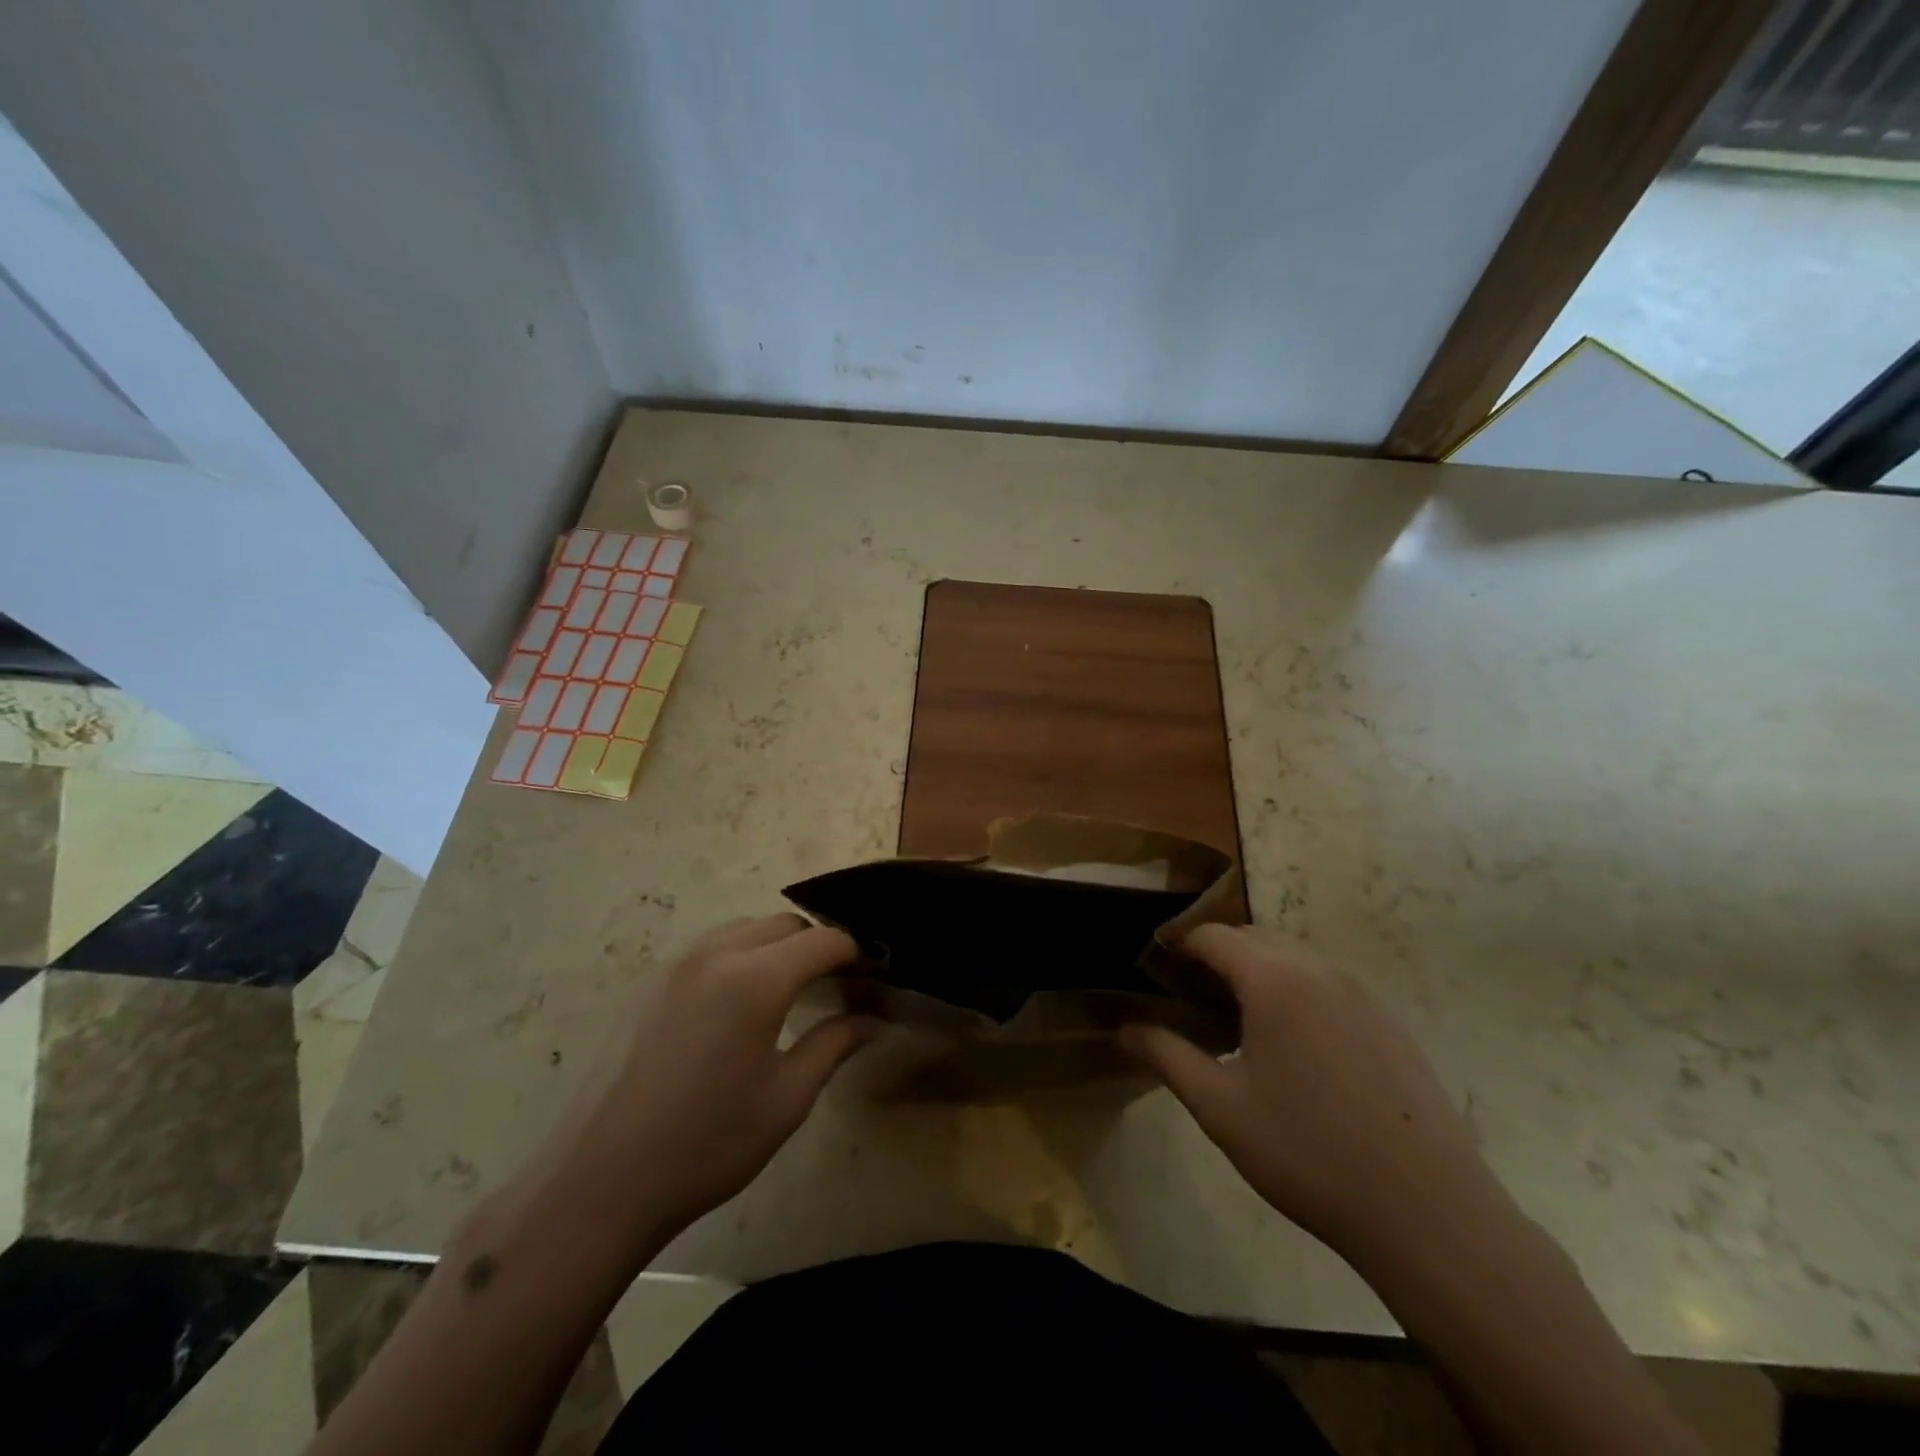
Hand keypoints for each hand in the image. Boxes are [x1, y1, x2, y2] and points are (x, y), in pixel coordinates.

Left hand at [554, 914, 879, 1245]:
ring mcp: (676, 963)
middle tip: (838, 983)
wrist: (599, 1182)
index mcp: (755, 979)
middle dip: (818, 945)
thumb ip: (835, 1044)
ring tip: (792, 988)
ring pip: (745, 929)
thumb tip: (874, 1020)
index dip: (856, 953)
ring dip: (777, 946)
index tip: (875, 975)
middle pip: (784, 925)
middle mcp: (716, 954)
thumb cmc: (706, 1144)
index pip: (823, 941)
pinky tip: (741, 1001)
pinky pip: (710, 947)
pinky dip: (741, 955)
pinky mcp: (650, 981)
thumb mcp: (787, 1099)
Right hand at [1122, 925, 1511, 1273]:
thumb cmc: (1308, 1153)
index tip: (1155, 975)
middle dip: (1215, 957)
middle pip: (1252, 937)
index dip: (1177, 947)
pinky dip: (1295, 992)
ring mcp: (1362, 994)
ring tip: (1238, 1025)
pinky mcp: (1389, 1022)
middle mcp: (1319, 970)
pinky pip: (1327, 984)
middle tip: (1191, 1003)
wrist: (1428, 1213)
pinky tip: (1295, 1050)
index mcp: (1274, 979)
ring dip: (1256, 972)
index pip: (1212, 936)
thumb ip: (1166, 1055)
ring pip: (1293, 958)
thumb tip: (1122, 1029)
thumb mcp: (1220, 1107)